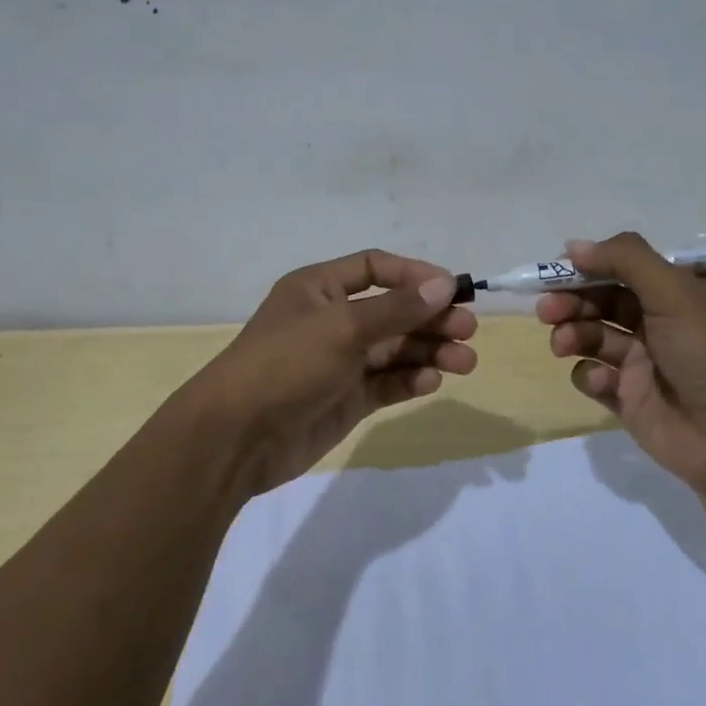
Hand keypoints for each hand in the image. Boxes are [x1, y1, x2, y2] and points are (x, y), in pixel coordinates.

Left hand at [191, 250, 476, 494]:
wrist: (237, 437)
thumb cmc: (288, 363)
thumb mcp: (344, 327)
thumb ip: (398, 308)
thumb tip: (446, 284)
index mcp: (319, 288)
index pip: (376, 268)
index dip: (415, 275)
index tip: (453, 289)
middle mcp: (331, 320)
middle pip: (393, 310)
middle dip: (431, 318)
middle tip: (468, 330)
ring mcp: (339, 361)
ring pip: (394, 349)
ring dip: (429, 351)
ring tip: (464, 362)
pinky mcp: (345, 398)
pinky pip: (385, 382)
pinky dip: (409, 380)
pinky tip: (430, 382)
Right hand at [537, 232, 705, 496]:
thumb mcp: (675, 291)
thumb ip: (624, 260)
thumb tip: (573, 245)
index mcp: (679, 291)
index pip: (624, 267)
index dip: (589, 266)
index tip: (557, 269)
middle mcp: (661, 321)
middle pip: (602, 300)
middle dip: (571, 300)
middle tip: (547, 309)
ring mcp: (644, 362)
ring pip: (593, 336)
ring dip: (573, 333)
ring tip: (563, 344)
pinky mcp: (630, 399)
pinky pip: (596, 377)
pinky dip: (590, 374)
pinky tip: (602, 382)